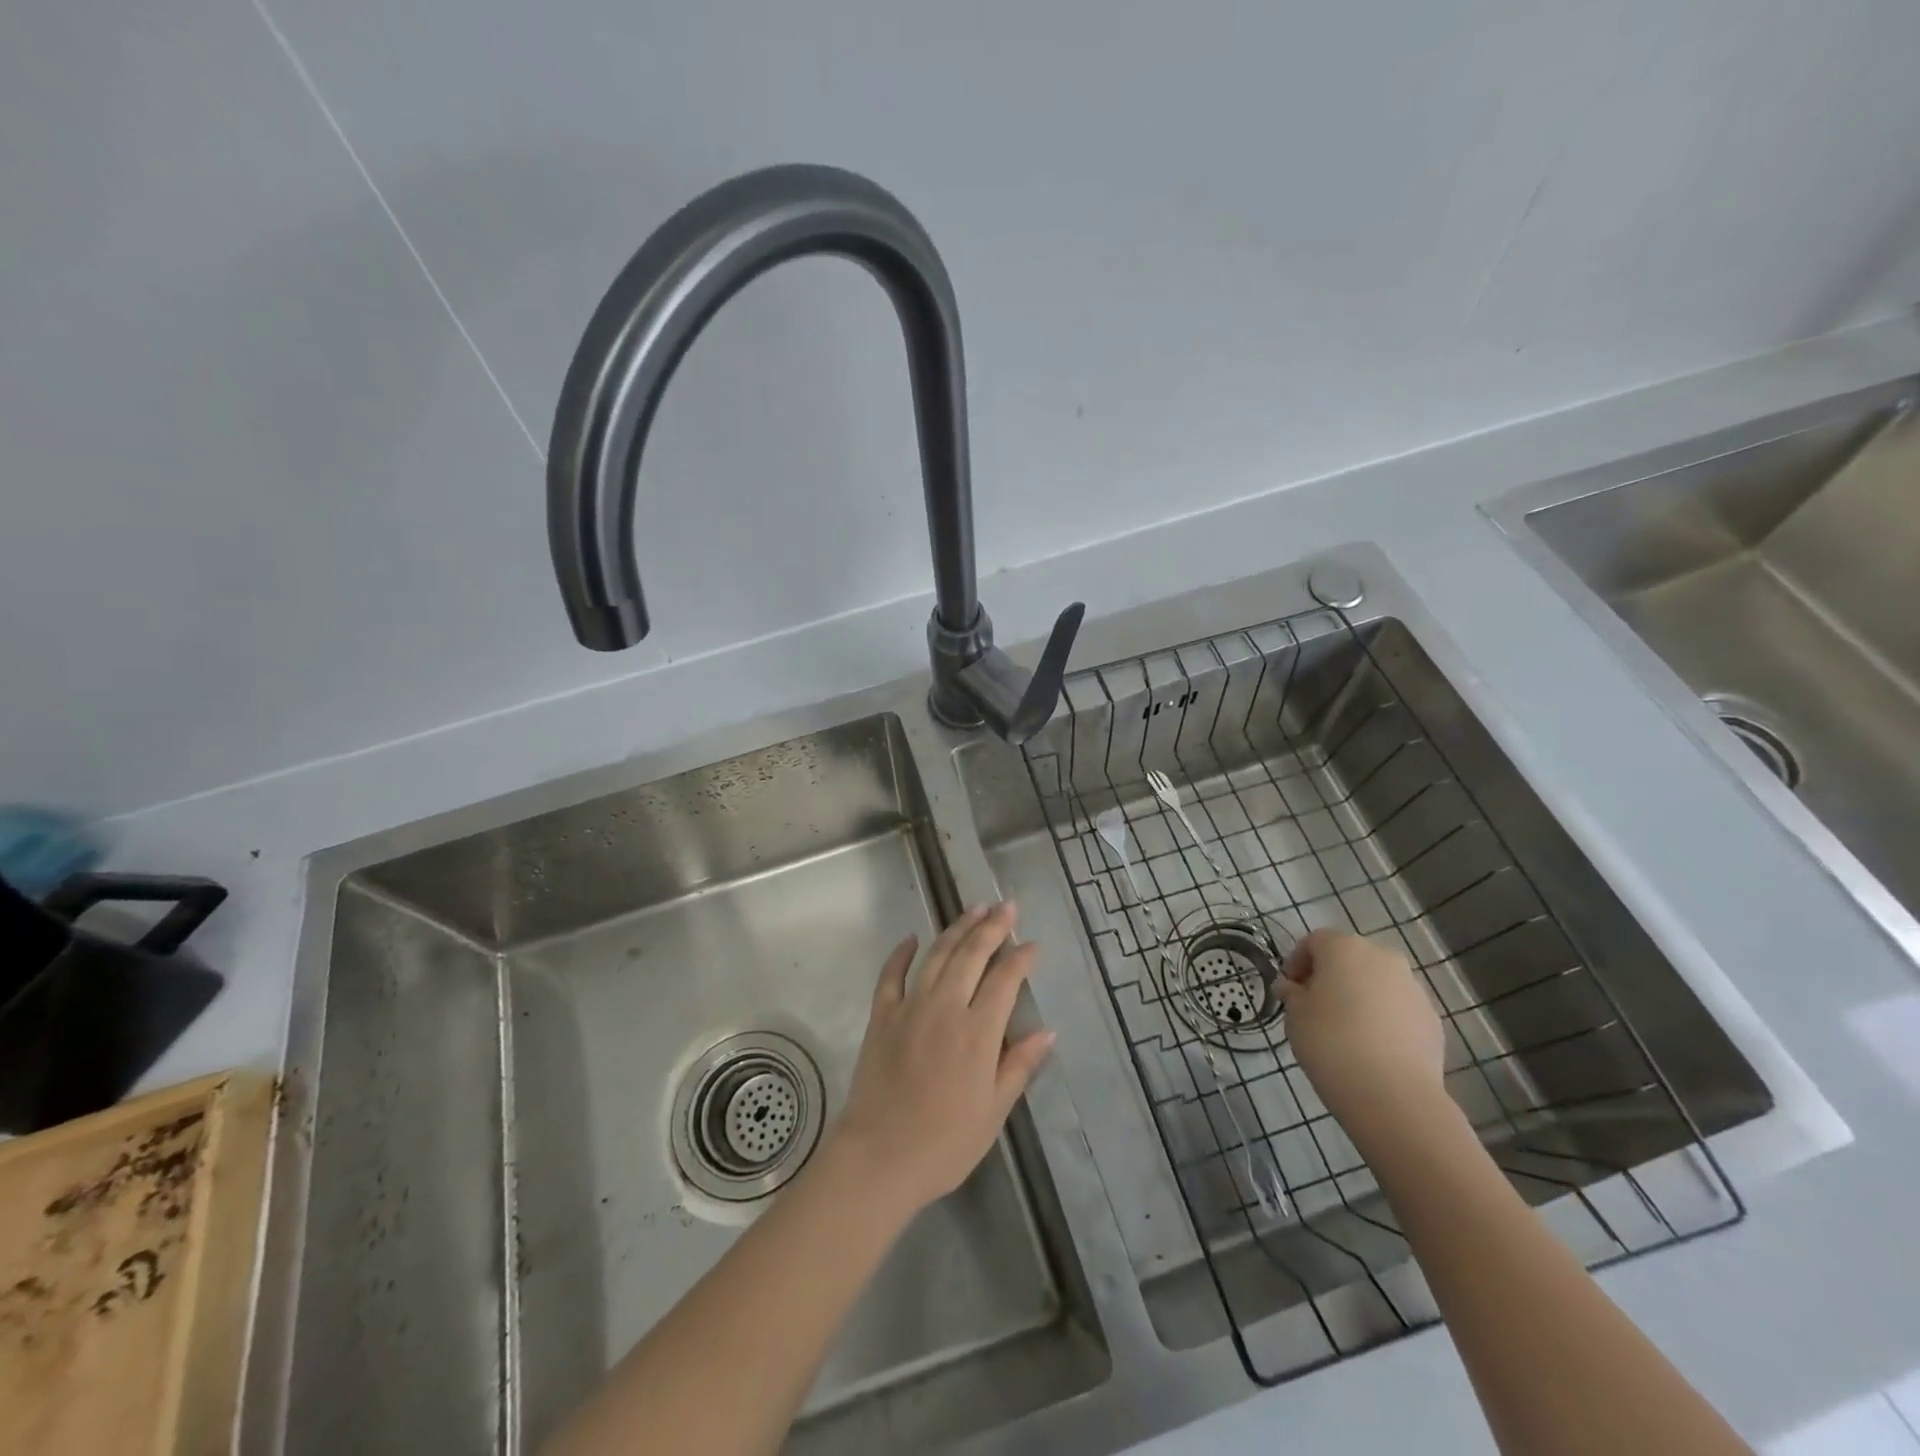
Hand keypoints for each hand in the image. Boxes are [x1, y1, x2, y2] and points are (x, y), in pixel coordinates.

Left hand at [828, 903, 1055, 1219]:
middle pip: (972, 955)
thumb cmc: (944, 1143)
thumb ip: (1019, 1066)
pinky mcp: (881, 1016)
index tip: (1033, 944)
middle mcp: (945, 1007)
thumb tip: (1047, 1032)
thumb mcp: (993, 1111)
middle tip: (1006, 906)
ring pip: (937, 955)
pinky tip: (911, 939)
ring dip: (957, 928)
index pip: (1005, 980)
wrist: (878, 1157)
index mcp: (977, 1032)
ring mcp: (910, 1007)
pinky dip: (901, 954)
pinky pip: (891, 975)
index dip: (1021, 958)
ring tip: (974, 909)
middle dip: (992, 927)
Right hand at [1276, 928, 1446, 1136]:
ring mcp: (1413, 988)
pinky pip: (1398, 1009)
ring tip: (1346, 1031)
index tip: (1289, 990)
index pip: (1314, 941)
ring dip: (1360, 996)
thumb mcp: (1295, 1016)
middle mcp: (1382, 957)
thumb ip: (1293, 994)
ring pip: (1377, 983)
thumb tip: (1293, 988)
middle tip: (1315, 1007)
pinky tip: (1372, 1048)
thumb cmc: (1331, 1043)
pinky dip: (1383, 1019)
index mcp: (1344, 948)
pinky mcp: (1432, 1019)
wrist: (1393, 1095)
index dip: (1297, 962)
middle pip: (1349, 958)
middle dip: (1331, 977)